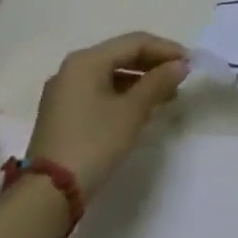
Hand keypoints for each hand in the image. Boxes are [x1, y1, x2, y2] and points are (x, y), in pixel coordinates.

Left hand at [27, 33, 188, 199]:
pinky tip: (141, 108)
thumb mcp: (133, 110)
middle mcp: (72, 69)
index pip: (135, 43)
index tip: (190, 63)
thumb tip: (180, 65)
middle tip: (180, 77)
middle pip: (122, 55)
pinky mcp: (63, 113)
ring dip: (141, 81)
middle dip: (154, 65)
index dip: (166, 49)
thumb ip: (159, 82)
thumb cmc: (94, 142)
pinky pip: (100, 91)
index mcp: (86, 61)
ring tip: (166, 95)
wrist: (47, 195)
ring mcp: (64, 92)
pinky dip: (124, 94)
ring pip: (112, 74)